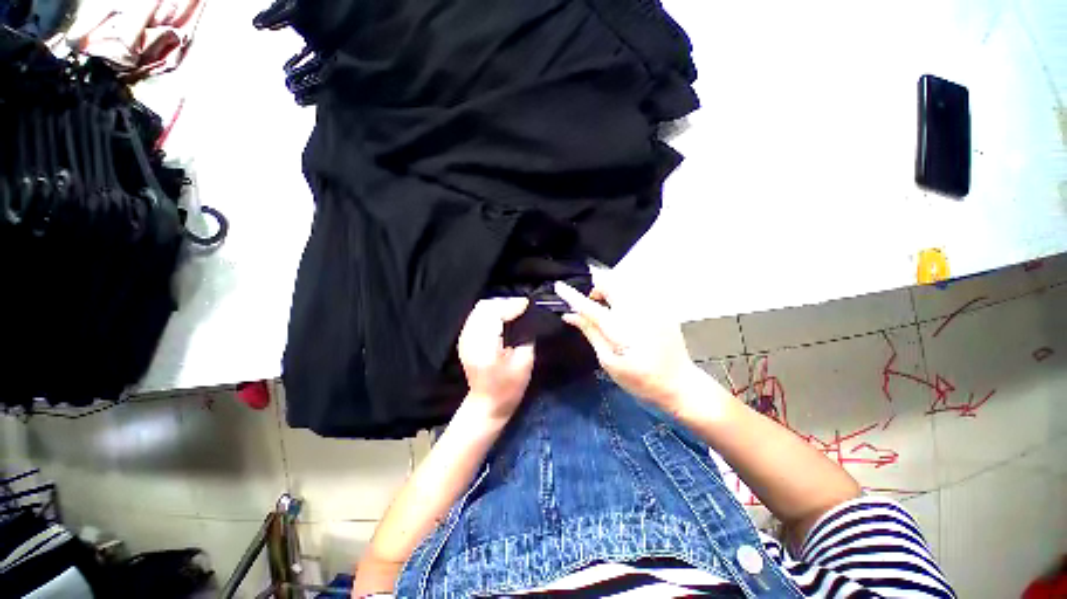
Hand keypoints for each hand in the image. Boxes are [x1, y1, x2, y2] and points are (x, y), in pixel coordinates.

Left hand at [457, 298, 535, 420]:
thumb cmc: (509, 388)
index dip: (511, 305)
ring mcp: (464, 339)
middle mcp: (470, 339)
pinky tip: (502, 316)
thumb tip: (526, 316)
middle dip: (504, 303)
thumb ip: (525, 335)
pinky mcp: (464, 339)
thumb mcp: (525, 362)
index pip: (494, 314)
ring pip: (479, 309)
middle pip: (484, 307)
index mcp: (485, 347)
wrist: (487, 404)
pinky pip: (476, 316)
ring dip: (497, 305)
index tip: (527, 304)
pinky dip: (490, 311)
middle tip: (522, 307)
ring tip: (514, 309)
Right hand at [555, 279, 707, 415]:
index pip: (591, 307)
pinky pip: (636, 289)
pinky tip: (623, 310)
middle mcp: (638, 311)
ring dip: (609, 288)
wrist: (680, 384)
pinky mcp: (661, 306)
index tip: (558, 286)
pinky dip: (623, 293)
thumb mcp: (609, 361)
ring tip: (606, 306)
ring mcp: (653, 306)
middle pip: (610, 282)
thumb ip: (590, 332)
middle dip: (595, 286)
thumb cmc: (640, 380)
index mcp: (622, 329)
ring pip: (624, 282)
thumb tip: (570, 315)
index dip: (572, 295)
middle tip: (590, 302)